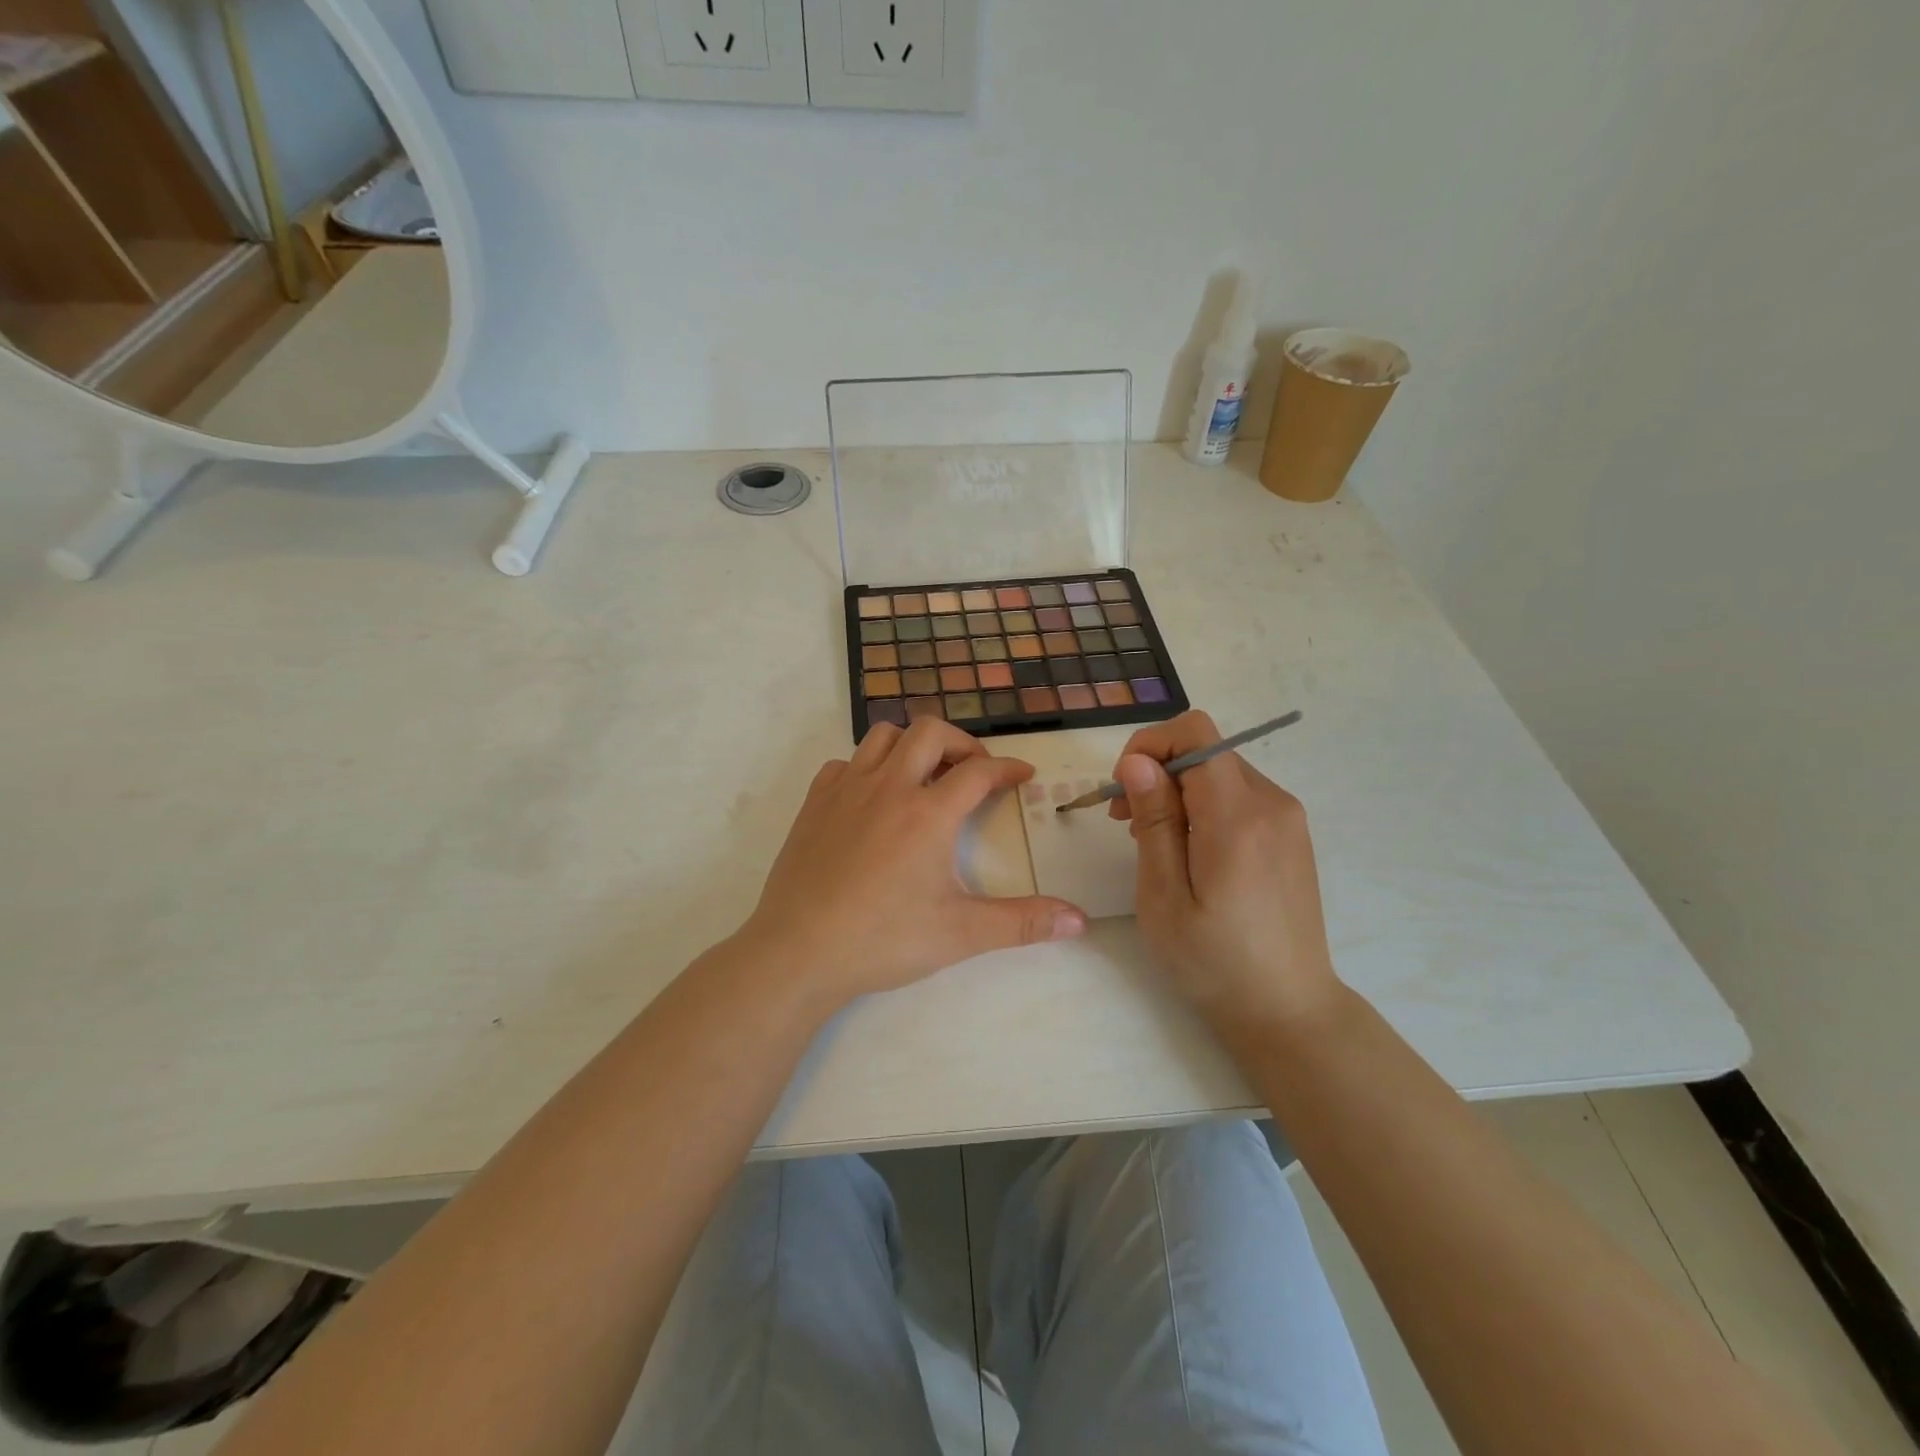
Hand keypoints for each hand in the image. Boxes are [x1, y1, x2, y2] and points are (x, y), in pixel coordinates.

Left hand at [739, 720, 1086, 1007]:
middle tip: (973, 771)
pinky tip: (873, 799)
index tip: (1022, 776)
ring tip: (924, 775)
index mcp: (929, 813)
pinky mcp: (814, 802)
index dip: (1007, 768)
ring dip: (912, 745)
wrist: (798, 951)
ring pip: (884, 735)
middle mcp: (889, 787)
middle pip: (931, 731)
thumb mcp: (961, 934)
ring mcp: (846, 790)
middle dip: (961, 742)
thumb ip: (1023, 922)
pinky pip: (845, 763)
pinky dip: (867, 767)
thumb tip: (1080, 921)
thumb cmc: (883, 939)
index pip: (979, 770)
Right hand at [1110, 710, 1341, 1031]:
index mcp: (1237, 817)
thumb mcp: (1165, 897)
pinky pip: (1238, 794)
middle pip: (1205, 750)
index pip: (1195, 733)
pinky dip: (1203, 805)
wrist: (1287, 1009)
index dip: (1150, 745)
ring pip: (1219, 770)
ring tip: (1153, 841)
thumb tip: (1138, 761)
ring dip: (1178, 789)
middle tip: (1125, 823)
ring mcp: (1287, 817)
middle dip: (1157, 770)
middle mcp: (1272, 803)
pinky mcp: (1291, 833)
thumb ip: (1154, 822)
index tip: (1124, 791)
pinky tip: (1189, 849)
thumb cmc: (1214, 962)